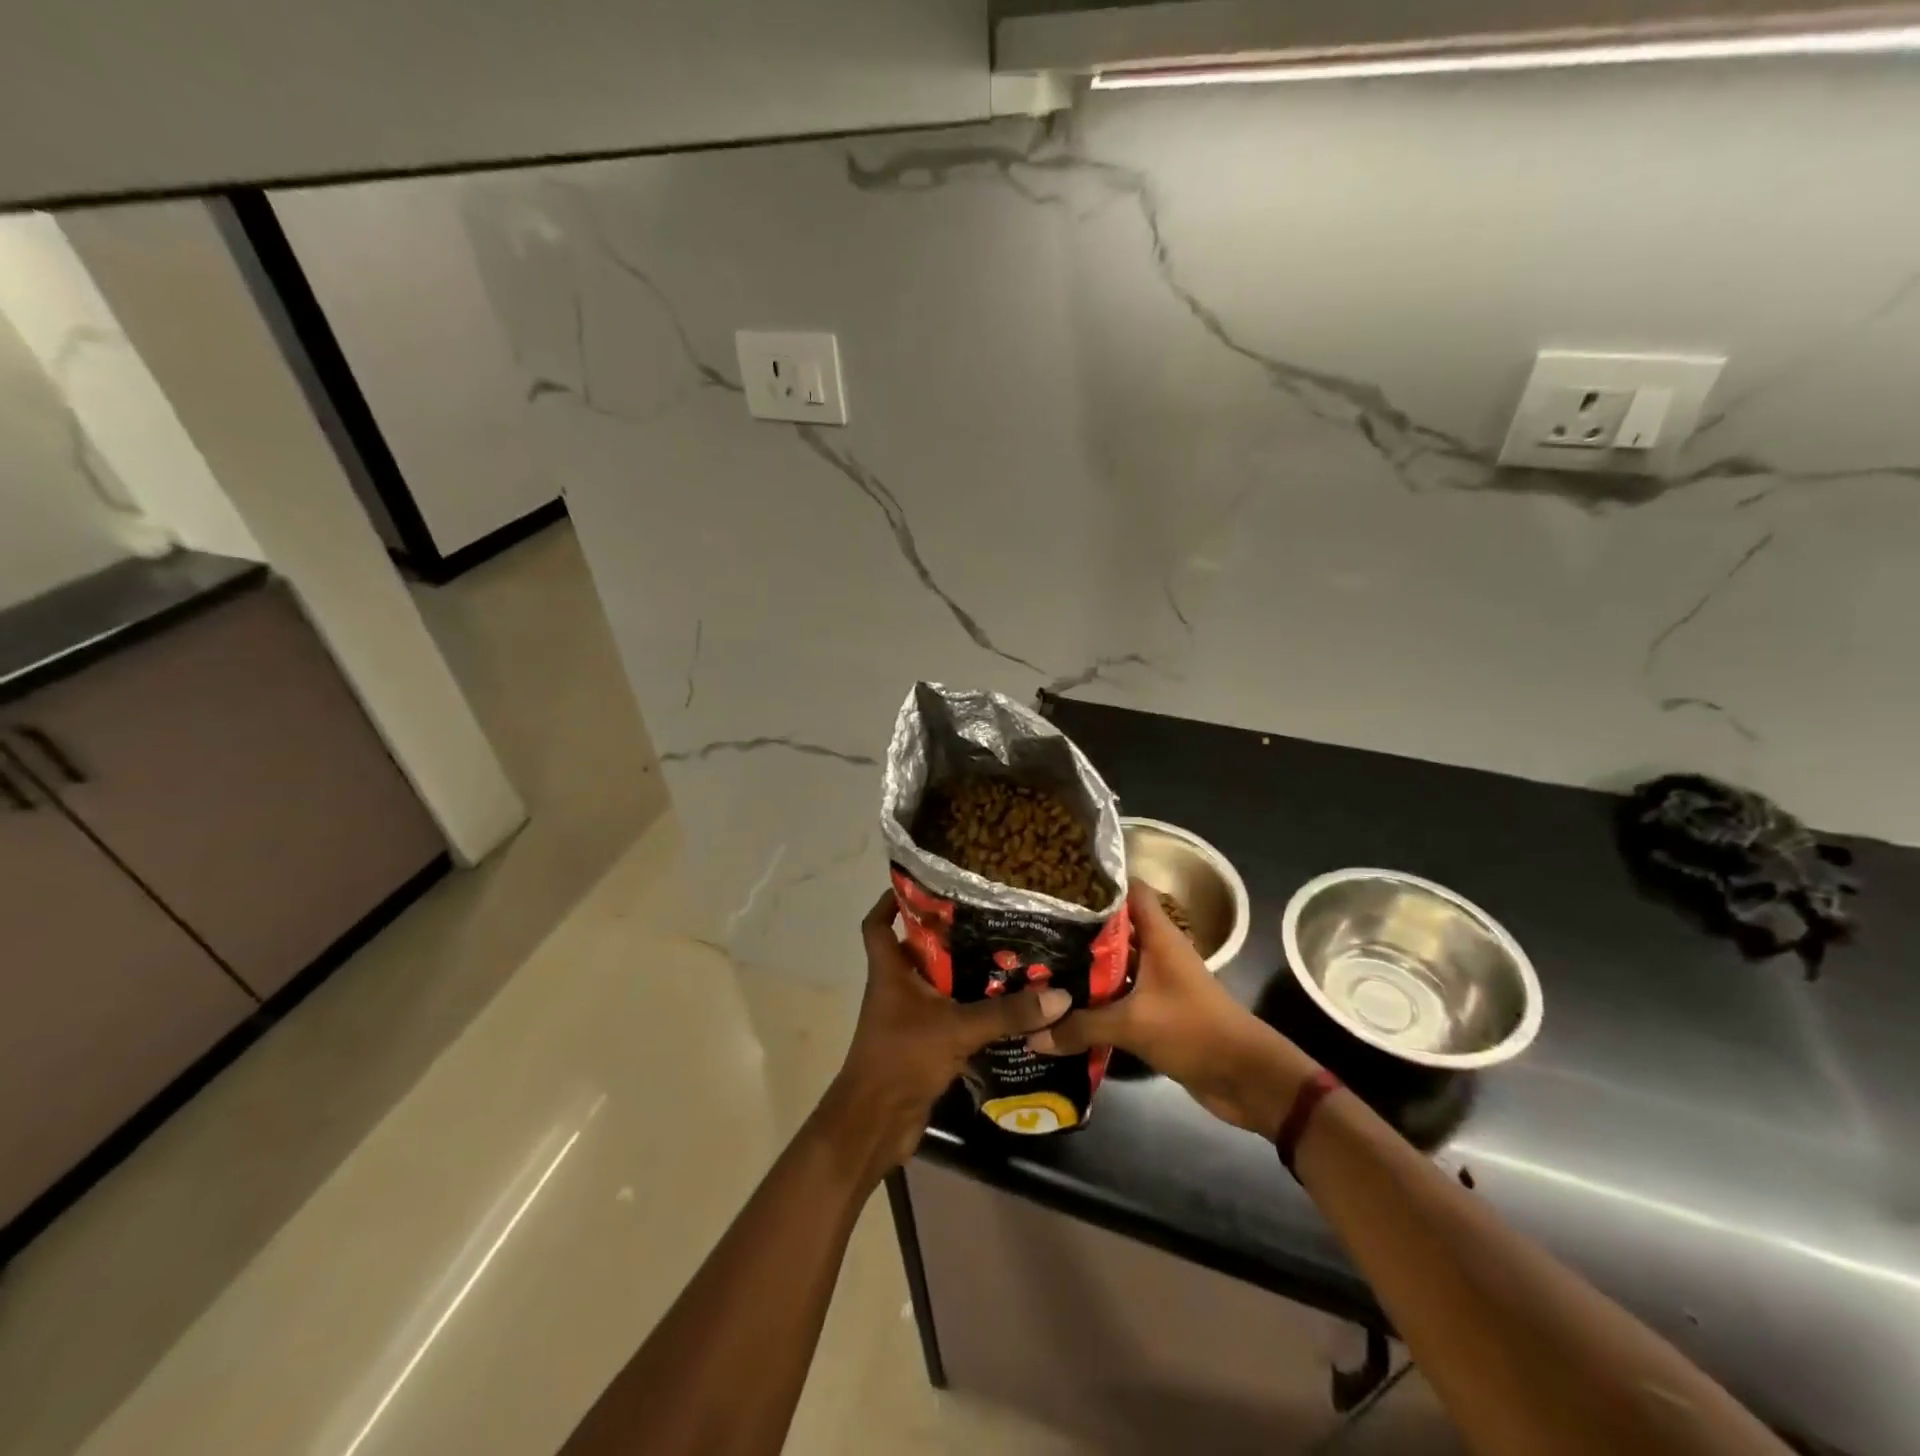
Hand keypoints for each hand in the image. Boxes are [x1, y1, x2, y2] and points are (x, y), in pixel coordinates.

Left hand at [821, 891, 1071, 1178]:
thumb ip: (1006, 1013)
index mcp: (890, 972)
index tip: (922, 883)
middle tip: (988, 918)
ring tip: (1005, 955)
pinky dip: (968, 1008)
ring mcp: (906, 1018)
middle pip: (917, 950)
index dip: (891, 901)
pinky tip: (1002, 1006)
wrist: (875, 1123)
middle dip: (947, 935)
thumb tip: (1058, 994)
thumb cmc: (902, 1059)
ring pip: (935, 984)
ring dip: (962, 973)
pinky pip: (947, 1015)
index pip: (878, 924)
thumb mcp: (957, 1029)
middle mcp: (895, 988)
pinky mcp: (921, 1044)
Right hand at [1028, 880, 1315, 1136]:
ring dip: (1083, 966)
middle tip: (1034, 925)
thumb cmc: (1194, 1030)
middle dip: (1078, 927)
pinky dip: (1094, 999)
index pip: (1128, 890)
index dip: (1097, 881)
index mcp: (1159, 935)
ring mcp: (1156, 982)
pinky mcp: (1154, 1012)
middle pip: (1114, 927)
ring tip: (1038, 961)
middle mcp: (1156, 951)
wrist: (1246, 1078)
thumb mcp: (1133, 1024)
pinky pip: (1117, 997)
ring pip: (1113, 964)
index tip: (1058, 881)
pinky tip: (1062, 1004)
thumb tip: (1033, 1034)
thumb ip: (1082, 1026)